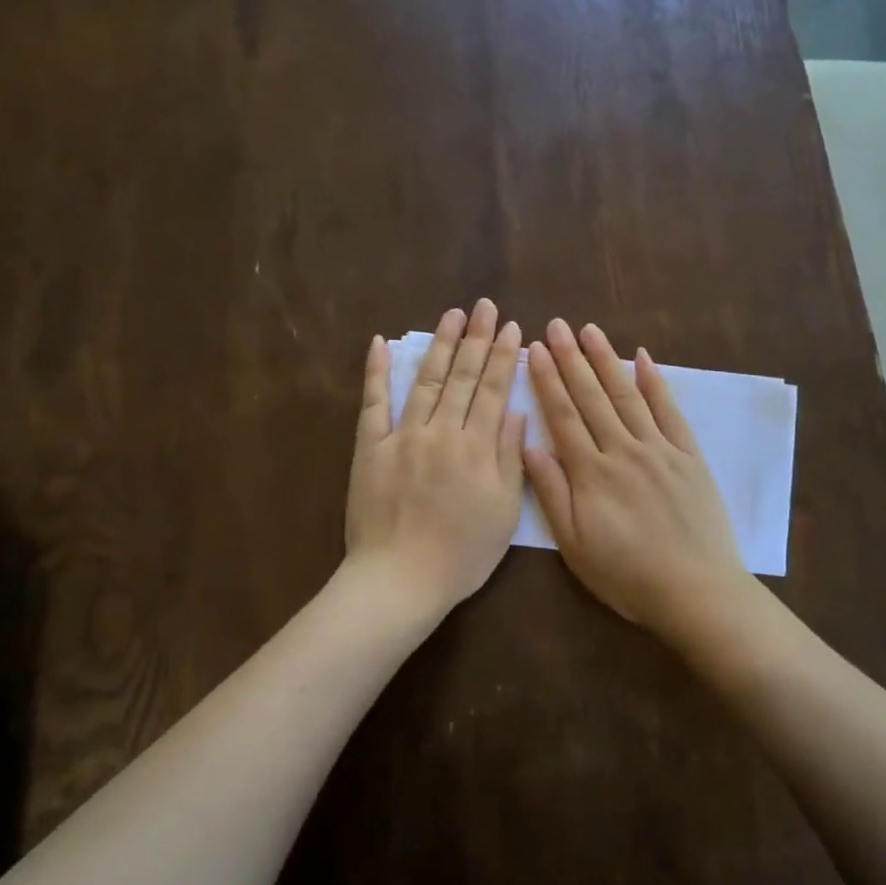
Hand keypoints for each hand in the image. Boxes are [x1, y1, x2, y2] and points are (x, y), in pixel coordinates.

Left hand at [346, 300, 526, 621]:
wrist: (400, 579)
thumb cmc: (461, 554)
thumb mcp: (504, 512)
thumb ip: (510, 458)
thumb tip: (515, 413)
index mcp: (476, 448)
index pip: (492, 391)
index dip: (503, 357)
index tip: (511, 327)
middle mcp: (441, 432)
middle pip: (462, 377)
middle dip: (476, 338)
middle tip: (485, 305)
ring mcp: (402, 436)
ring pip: (425, 381)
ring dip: (440, 345)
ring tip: (452, 315)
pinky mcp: (370, 448)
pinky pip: (373, 404)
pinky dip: (376, 372)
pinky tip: (380, 343)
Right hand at [524, 319, 750, 631]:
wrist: (696, 591)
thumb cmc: (627, 575)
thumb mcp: (575, 545)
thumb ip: (552, 494)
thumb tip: (529, 446)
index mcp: (591, 473)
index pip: (563, 417)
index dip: (547, 381)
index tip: (535, 350)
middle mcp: (623, 450)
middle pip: (592, 397)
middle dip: (571, 359)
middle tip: (555, 326)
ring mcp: (660, 449)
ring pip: (628, 395)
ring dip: (607, 360)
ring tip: (589, 330)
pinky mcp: (689, 456)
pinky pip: (670, 411)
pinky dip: (656, 382)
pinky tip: (643, 358)